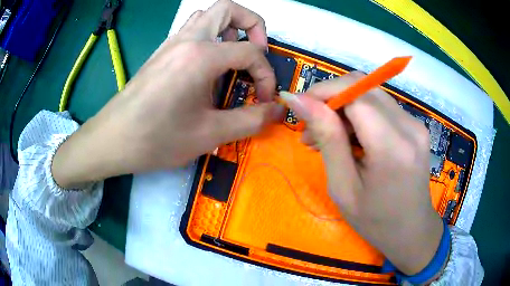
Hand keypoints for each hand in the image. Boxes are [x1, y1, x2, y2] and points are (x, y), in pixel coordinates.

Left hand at [52, 0, 282, 187]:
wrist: (112, 140)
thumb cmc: (157, 139)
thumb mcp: (209, 134)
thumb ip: (250, 120)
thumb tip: (277, 112)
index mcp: (201, 56)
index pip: (251, 52)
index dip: (266, 76)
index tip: (262, 100)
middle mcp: (187, 39)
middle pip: (228, 8)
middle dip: (252, 25)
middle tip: (256, 52)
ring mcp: (171, 43)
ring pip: (207, 16)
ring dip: (229, 28)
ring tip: (234, 57)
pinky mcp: (162, 53)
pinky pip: (192, 30)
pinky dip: (210, 37)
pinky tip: (208, 67)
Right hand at [281, 72, 443, 275]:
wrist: (411, 231)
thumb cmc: (375, 220)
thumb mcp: (344, 187)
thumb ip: (327, 138)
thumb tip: (299, 100)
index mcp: (392, 145)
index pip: (354, 91)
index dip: (323, 92)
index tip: (300, 108)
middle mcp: (409, 126)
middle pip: (362, 86)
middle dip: (331, 99)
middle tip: (311, 130)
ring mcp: (415, 123)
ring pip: (370, 93)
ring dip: (344, 108)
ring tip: (327, 138)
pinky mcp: (415, 126)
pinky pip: (381, 106)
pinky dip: (359, 115)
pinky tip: (350, 138)